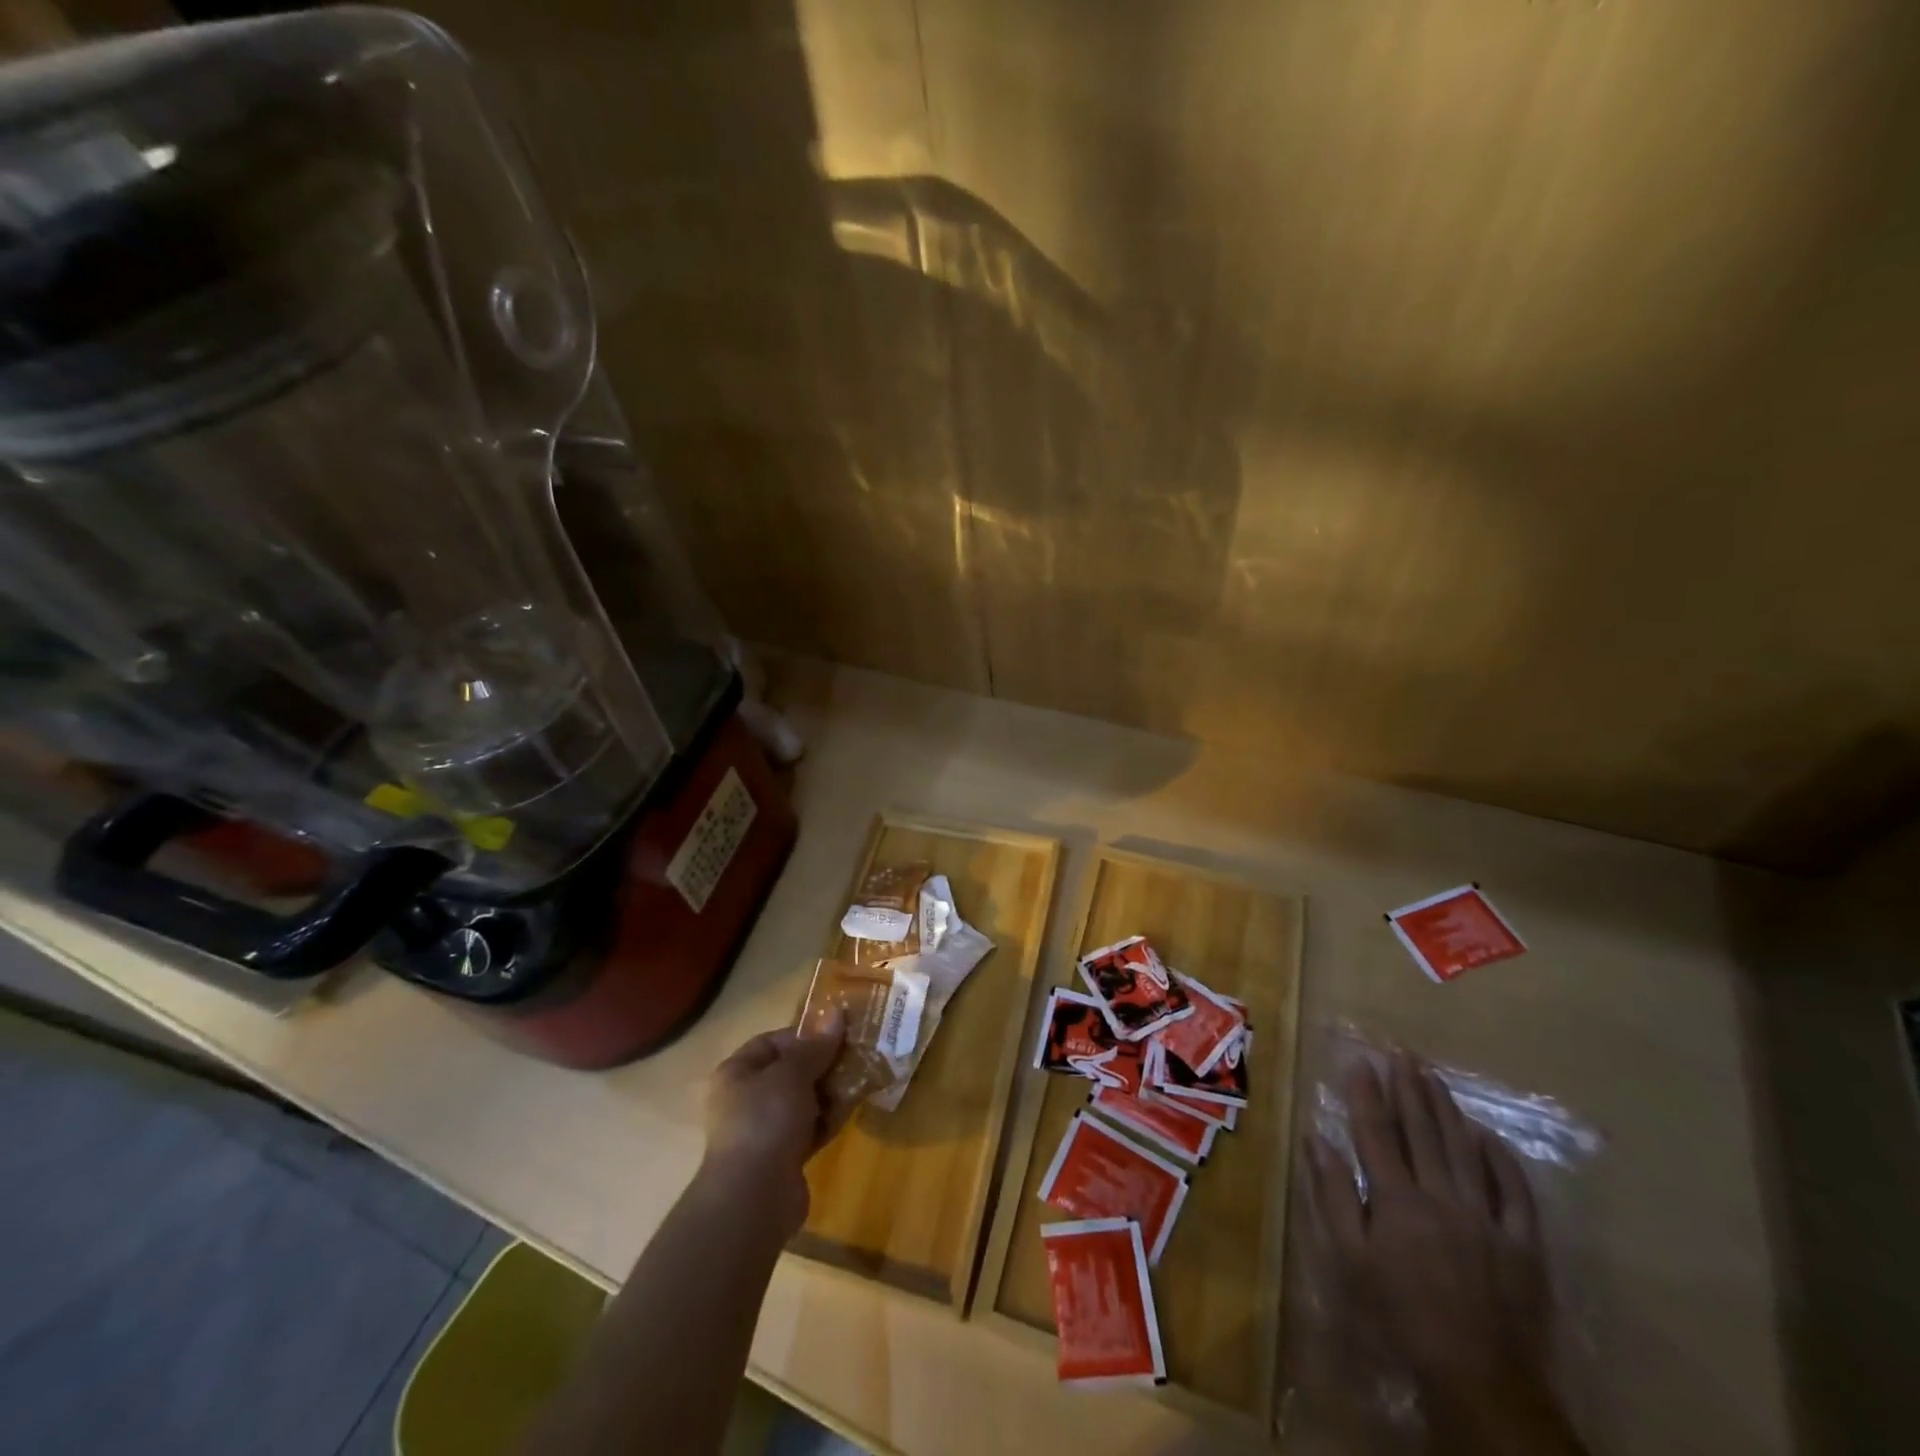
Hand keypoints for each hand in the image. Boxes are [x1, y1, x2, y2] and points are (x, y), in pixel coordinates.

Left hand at [700, 1011, 846, 1232]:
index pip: (773, 1042)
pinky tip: (850, 1112)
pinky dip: (828, 1120)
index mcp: (737, 1072)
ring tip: (860, 1081)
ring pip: (804, 1100)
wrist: (753, 1198)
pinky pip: (810, 1128)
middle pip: (791, 1071)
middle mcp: (746, 1099)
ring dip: (830, 1092)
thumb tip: (836, 1013)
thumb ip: (816, 1046)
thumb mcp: (792, 1073)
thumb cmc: (766, 1120)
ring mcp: (764, 1130)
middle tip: (856, 1057)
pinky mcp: (783, 1157)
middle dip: (824, 1065)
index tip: (837, 1035)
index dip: (805, 1035)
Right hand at [1309, 1052, 1580, 1453]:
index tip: (1359, 1061)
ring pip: (1465, 1148)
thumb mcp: (1349, 1259)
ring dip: (1447, 1108)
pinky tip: (1488, 1135)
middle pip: (1422, 1130)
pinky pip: (1515, 1191)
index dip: (1366, 1093)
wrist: (1479, 1379)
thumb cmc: (1400, 1315)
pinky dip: (1501, 1159)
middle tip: (1401, 1053)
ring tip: (1434, 1076)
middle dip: (1409, 1087)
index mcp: (1396, 1199)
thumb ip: (1333, 1195)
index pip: (1376, 1131)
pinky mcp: (1523, 1242)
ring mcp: (1487, 1217)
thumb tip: (1316, 1139)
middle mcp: (1441, 1196)